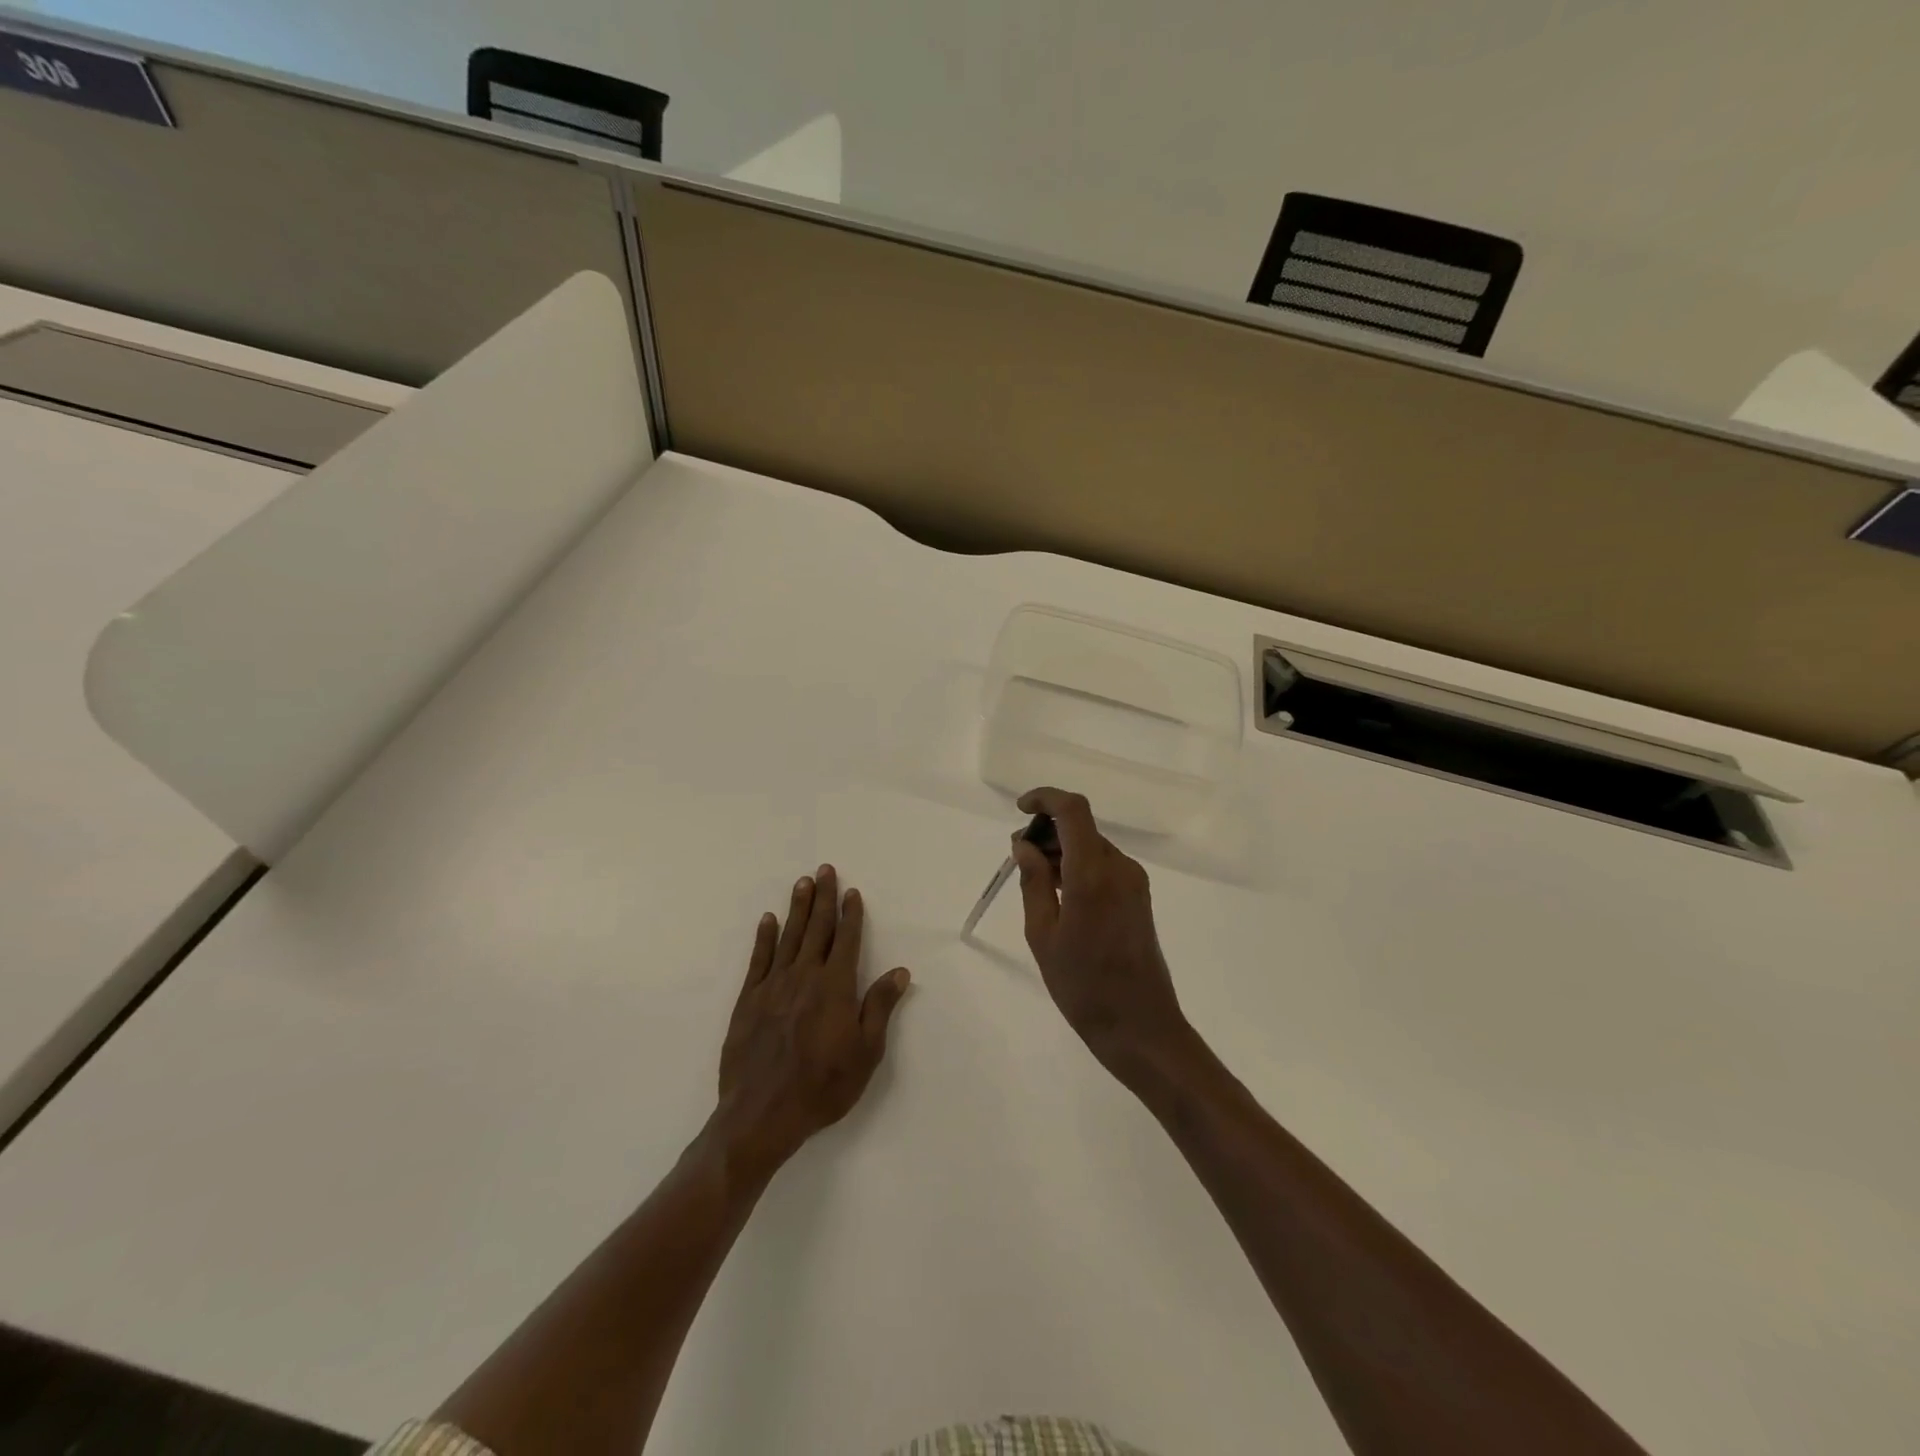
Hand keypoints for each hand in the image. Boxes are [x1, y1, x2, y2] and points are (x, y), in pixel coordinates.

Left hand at [714, 866, 911, 1174]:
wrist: (762, 1114)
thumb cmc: (823, 1085)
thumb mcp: (866, 1051)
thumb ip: (879, 1006)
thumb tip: (899, 971)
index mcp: (835, 986)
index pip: (846, 940)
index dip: (850, 915)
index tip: (851, 892)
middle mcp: (805, 976)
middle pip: (817, 929)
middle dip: (823, 898)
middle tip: (825, 870)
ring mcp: (774, 985)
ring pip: (789, 937)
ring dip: (797, 908)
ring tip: (802, 883)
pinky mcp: (749, 1000)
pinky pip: (759, 959)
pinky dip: (765, 937)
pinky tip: (768, 920)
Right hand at [1011, 789, 1190, 1078]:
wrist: (1140, 1027)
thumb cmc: (1083, 986)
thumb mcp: (1043, 934)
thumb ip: (1033, 882)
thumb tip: (1024, 844)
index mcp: (1093, 873)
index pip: (1073, 810)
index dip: (1045, 799)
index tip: (1020, 810)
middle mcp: (1119, 868)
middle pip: (1082, 828)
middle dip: (1048, 831)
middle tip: (1019, 858)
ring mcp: (1135, 882)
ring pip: (1093, 847)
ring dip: (1063, 851)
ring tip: (1035, 881)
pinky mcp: (1140, 897)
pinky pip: (1105, 866)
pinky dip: (1079, 867)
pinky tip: (1060, 896)